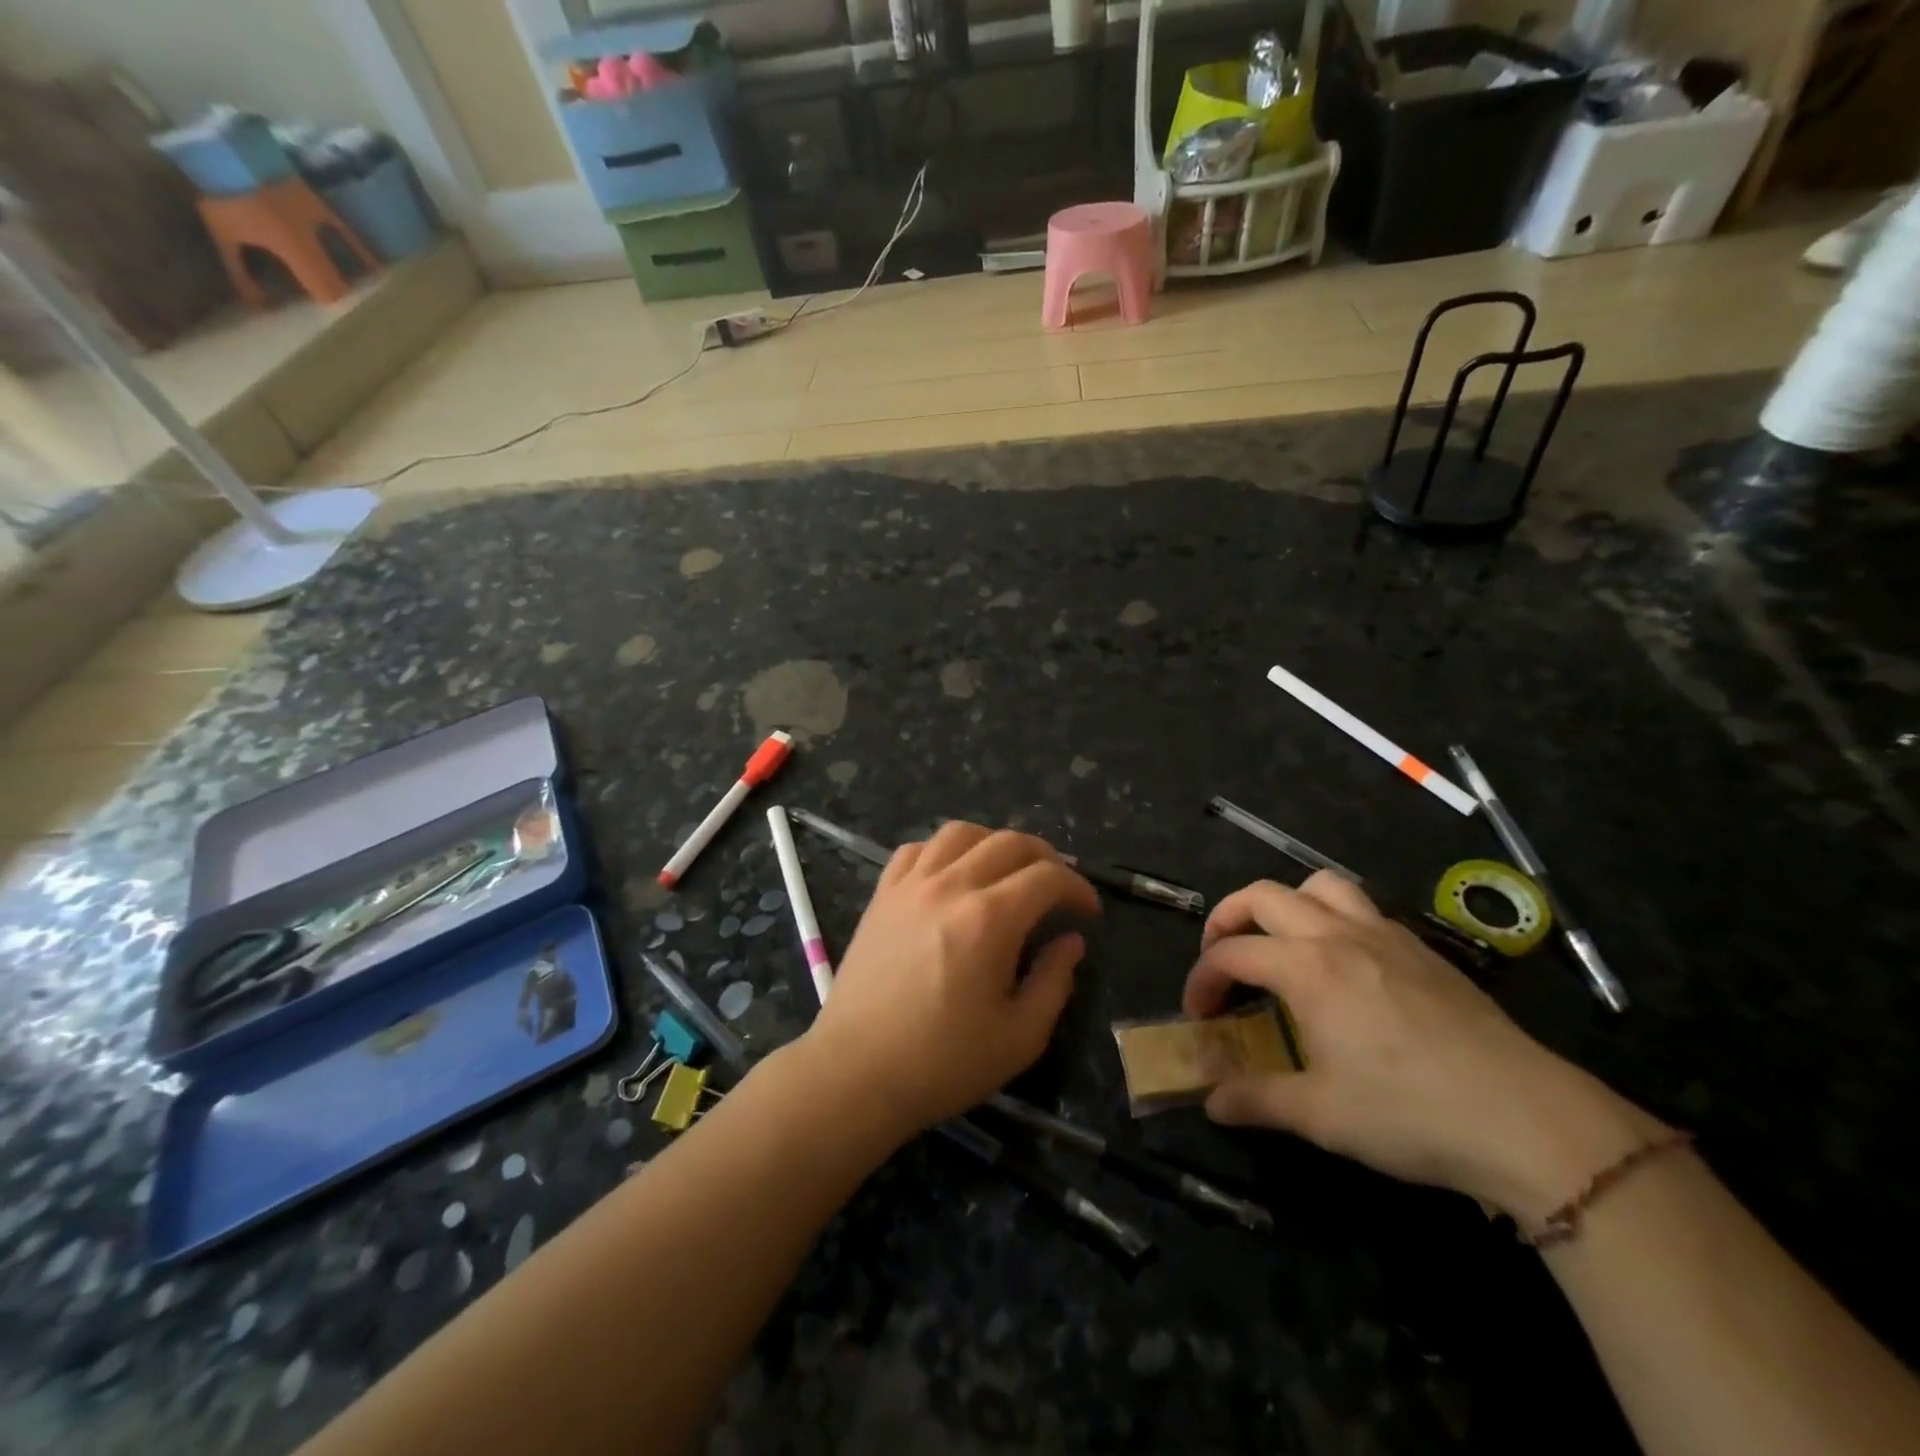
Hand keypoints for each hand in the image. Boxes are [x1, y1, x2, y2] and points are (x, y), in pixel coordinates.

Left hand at [804, 821, 1098, 1139]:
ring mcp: (911, 885)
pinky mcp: (883, 894)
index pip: (1047, 877)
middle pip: (1009, 842)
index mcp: (989, 919)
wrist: (857, 1072)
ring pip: (961, 833)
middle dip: (1046, 859)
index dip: (1077, 888)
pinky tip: (952, 876)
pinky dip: (945, 851)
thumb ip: (1054, 981)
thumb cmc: (943, 1062)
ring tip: (1007, 872)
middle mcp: (951, 886)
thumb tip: (1070, 941)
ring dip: (994, 843)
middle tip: (1057, 889)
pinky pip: (917, 849)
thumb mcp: (1020, 1036)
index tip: (1088, 912)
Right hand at [1183, 874, 1659, 1223]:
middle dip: (1226, 919)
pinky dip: (1331, 917)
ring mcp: (1385, 935)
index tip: (1198, 1015)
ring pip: (1318, 885)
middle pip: (1263, 896)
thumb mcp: (1321, 1116)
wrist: (1529, 1120)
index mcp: (1307, 968)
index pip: (1231, 953)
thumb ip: (1256, 1100)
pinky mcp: (1421, 950)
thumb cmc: (1411, 1114)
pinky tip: (1342, 965)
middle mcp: (1338, 935)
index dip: (1201, 979)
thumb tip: (1211, 1102)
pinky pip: (1362, 907)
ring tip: (1280, 942)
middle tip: (1221, 957)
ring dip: (1284, 903)